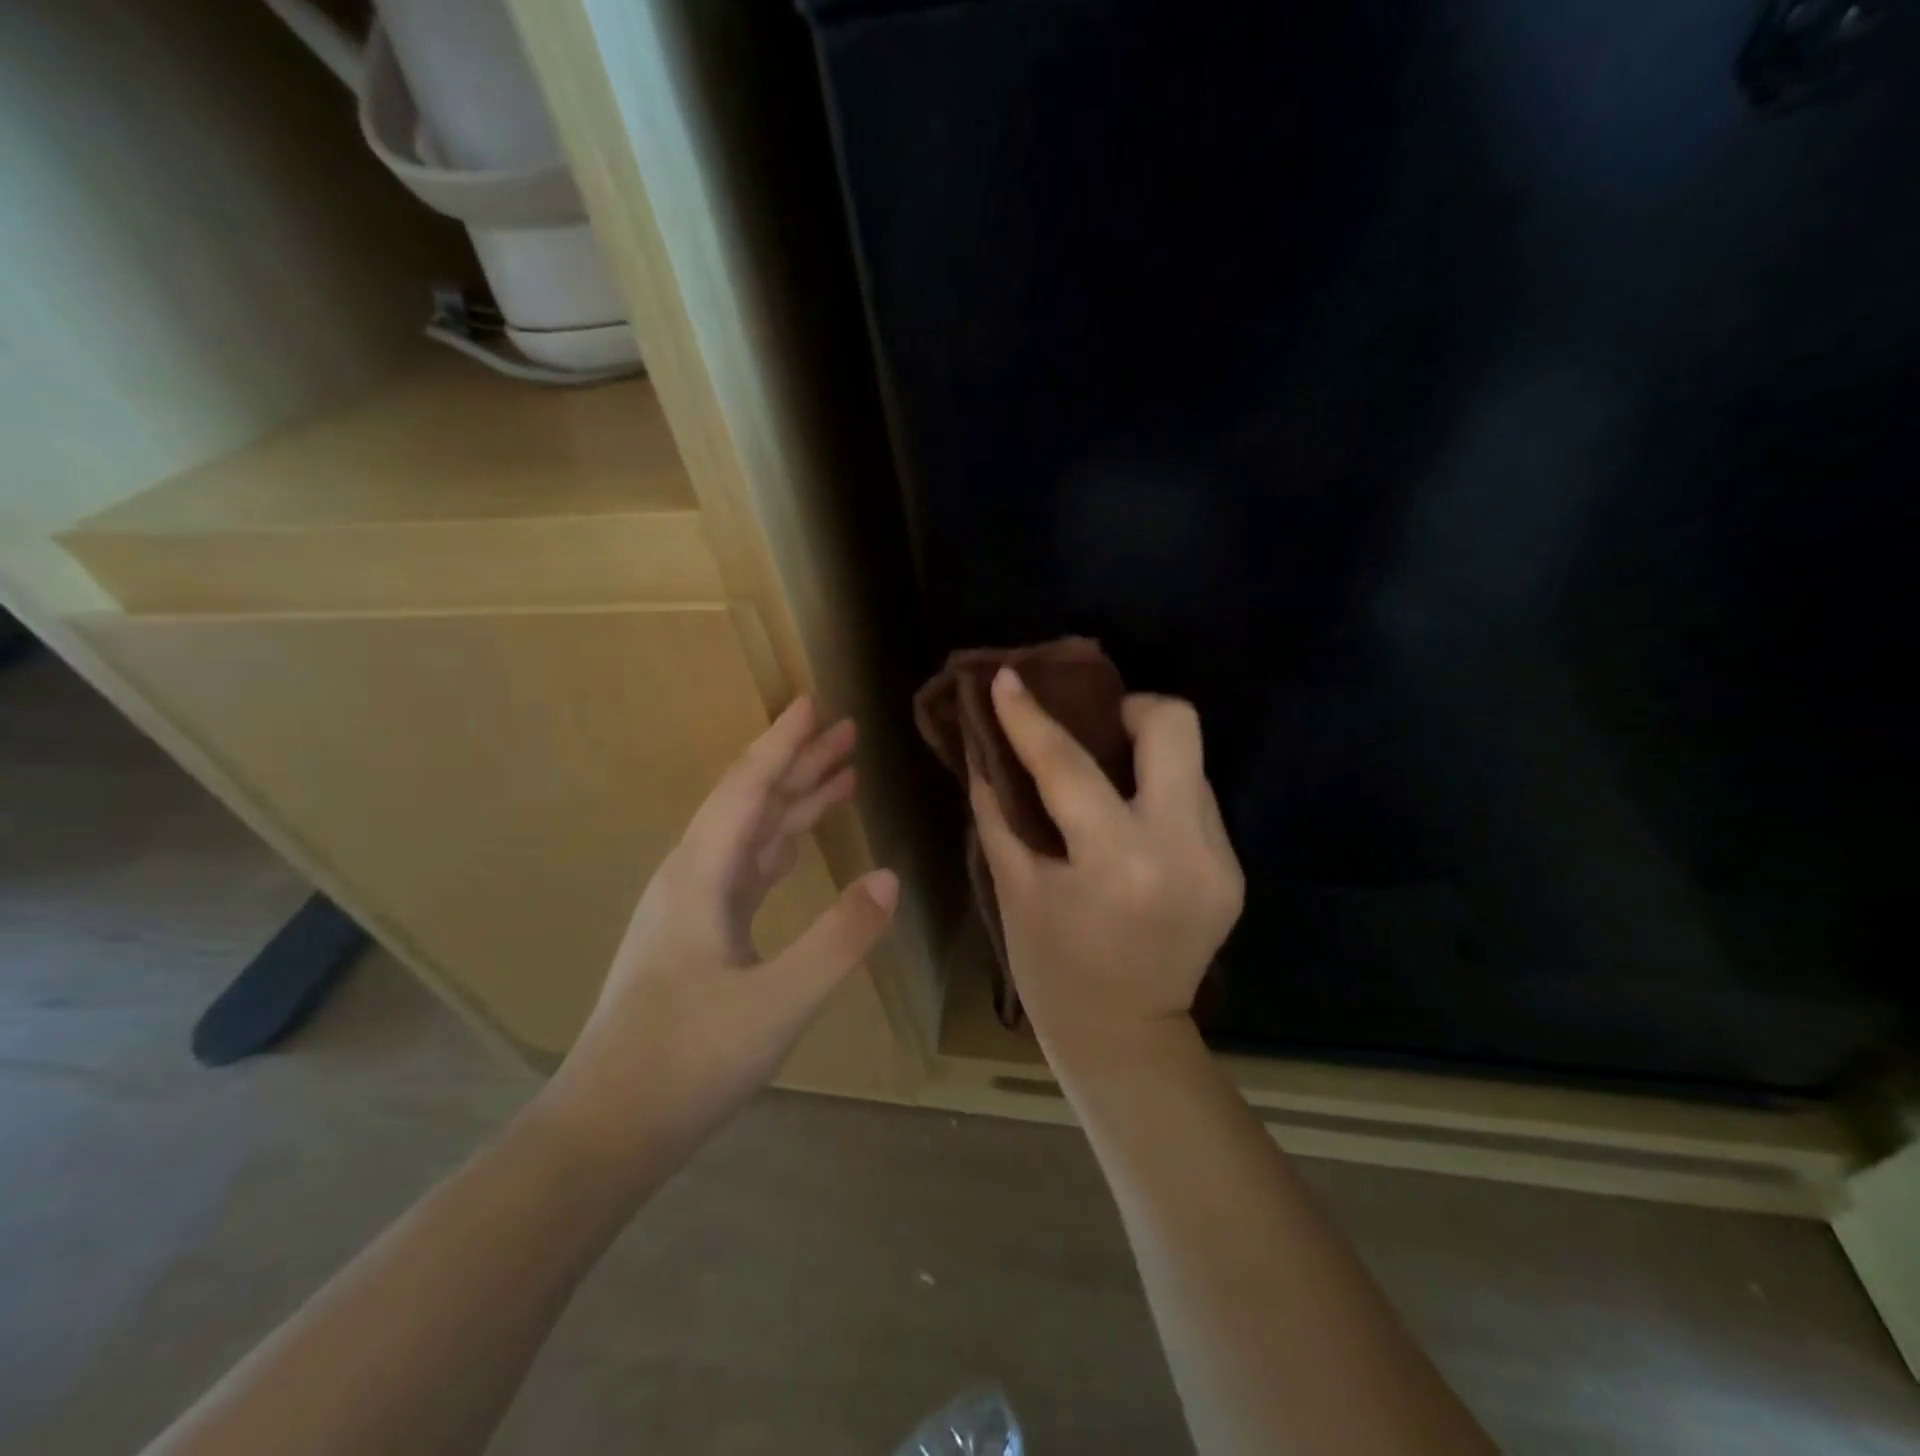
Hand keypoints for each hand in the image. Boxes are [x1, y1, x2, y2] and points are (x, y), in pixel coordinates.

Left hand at [541, 698, 897, 1170]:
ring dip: (793, 803)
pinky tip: (797, 845)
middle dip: (798, 763)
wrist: (608, 1128)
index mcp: (701, 875)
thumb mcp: (777, 1003)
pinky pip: (745, 869)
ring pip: (749, 834)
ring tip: (840, 776)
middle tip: (846, 731)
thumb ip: (839, 938)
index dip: (783, 744)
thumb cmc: (687, 1061)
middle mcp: (692, 876)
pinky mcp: (697, 936)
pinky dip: (779, 845)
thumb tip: (891, 878)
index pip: (748, 788)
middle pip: (750, 801)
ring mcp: (691, 907)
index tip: (812, 702)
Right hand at [970, 669, 1243, 1064]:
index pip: (1070, 766)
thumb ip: (997, 809)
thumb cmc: (1053, 969)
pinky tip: (1129, 823)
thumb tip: (984, 746)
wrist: (1125, 1038)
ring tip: (1106, 780)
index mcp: (1118, 863)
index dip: (1031, 718)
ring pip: (1190, 760)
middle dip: (1128, 709)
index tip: (1007, 680)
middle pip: (1176, 726)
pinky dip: (1158, 794)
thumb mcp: (1014, 887)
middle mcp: (1183, 850)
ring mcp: (1220, 859)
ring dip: (1143, 756)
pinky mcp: (1232, 869)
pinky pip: (1195, 800)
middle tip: (1091, 730)